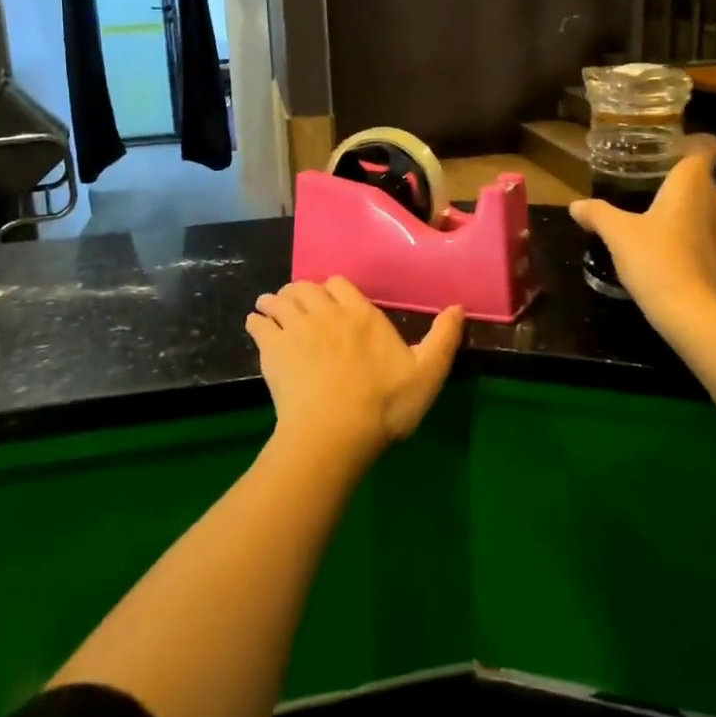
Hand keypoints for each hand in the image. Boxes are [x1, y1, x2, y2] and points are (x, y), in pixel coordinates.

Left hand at [246, 279, 463, 463]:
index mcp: (361, 313)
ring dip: (277, 301)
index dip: (334, 289)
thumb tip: (458, 307)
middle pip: (306, 287)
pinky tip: (257, 326)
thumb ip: (443, 338)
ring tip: (273, 310)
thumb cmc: (385, 404)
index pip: (339, 283)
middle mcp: (326, 311)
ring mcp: (296, 328)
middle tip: (301, 306)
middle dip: (302, 292)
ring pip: (280, 299)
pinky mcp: (272, 349)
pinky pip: (258, 322)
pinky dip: (257, 320)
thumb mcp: (427, 372)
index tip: (334, 302)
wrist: (336, 433)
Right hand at [570, 134, 715, 335]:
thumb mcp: (618, 234)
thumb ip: (598, 214)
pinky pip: (707, 235)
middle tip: (643, 186)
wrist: (696, 317)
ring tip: (650, 220)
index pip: (705, 146)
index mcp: (693, 184)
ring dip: (683, 211)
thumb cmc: (657, 261)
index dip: (689, 143)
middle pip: (701, 178)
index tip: (664, 150)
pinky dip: (690, 237)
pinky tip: (665, 253)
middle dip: (675, 180)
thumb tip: (576, 205)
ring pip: (705, 208)